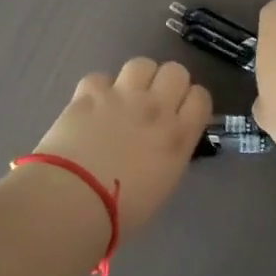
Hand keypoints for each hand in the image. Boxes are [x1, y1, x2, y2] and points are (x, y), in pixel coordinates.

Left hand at [30, 59, 211, 236]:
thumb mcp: (162, 186)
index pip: (200, 97)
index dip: (191, 102)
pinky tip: (92, 106)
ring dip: (137, 78)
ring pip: (141, 64)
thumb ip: (167, 156)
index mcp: (179, 136)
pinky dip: (98, 90)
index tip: (182, 113)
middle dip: (167, 83)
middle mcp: (156, 108)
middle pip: (175, 71)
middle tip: (154, 102)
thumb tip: (159, 147)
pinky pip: (100, 77)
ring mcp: (122, 96)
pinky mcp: (90, 93)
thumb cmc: (122, 212)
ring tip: (125, 97)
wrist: (75, 200)